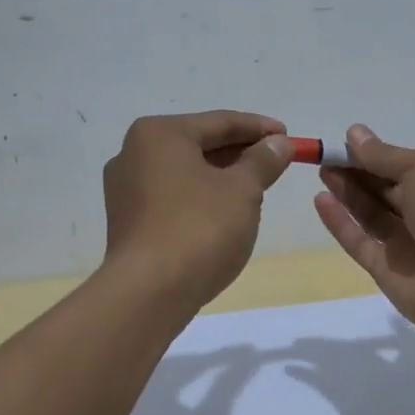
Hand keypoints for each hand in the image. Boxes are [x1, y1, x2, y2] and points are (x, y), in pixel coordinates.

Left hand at [102, 110, 291, 307]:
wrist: (149, 293)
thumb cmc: (199, 228)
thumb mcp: (242, 190)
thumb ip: (262, 161)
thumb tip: (278, 144)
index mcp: (159, 134)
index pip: (220, 122)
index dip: (259, 128)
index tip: (289, 137)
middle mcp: (134, 153)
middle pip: (199, 144)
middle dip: (240, 152)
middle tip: (275, 162)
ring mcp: (125, 189)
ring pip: (185, 172)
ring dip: (221, 176)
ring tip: (256, 188)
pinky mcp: (128, 221)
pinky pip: (172, 197)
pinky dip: (200, 197)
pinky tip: (224, 213)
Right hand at [311, 123, 414, 341]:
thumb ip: (385, 155)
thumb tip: (354, 132)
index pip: (408, 165)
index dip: (378, 154)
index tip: (346, 142)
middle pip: (387, 189)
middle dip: (358, 171)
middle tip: (325, 155)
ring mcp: (410, 244)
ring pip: (372, 214)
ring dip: (348, 192)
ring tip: (321, 170)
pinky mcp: (389, 271)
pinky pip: (361, 243)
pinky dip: (342, 223)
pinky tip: (320, 200)